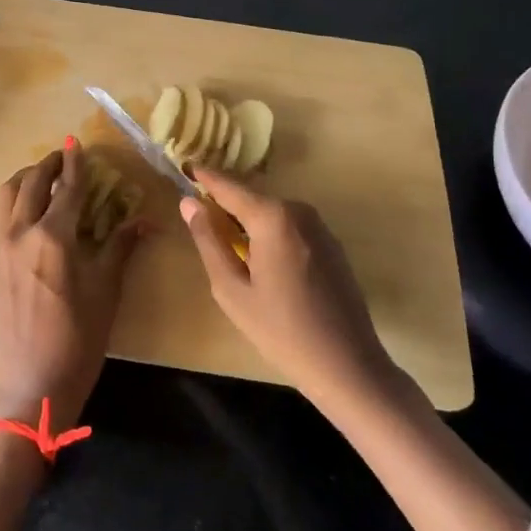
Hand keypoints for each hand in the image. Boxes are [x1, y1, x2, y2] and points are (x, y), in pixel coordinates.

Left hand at [0, 143, 144, 431]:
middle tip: (64, 158)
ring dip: (26, 178)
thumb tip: (144, 220)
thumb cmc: (77, 341)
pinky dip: (15, 201)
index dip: (76, 164)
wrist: (30, 384)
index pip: (68, 188)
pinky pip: (1, 217)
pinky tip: (31, 213)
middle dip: (48, 165)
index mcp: (53, 237)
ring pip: (8, 195)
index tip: (77, 143)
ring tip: (44, 179)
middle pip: (31, 183)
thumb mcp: (105, 292)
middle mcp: (22, 233)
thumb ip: (120, 248)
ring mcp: (1, 247)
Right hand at [178, 165, 396, 410]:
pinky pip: (290, 226)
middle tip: (199, 218)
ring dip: (248, 221)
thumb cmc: (280, 330)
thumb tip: (189, 203)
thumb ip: (208, 240)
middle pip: (251, 197)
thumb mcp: (231, 289)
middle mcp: (299, 210)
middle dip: (225, 203)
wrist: (347, 365)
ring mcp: (320, 226)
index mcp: (272, 217)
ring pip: (271, 212)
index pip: (228, 186)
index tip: (184, 165)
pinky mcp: (331, 243)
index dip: (203, 176)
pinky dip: (269, 233)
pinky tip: (261, 263)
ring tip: (227, 245)